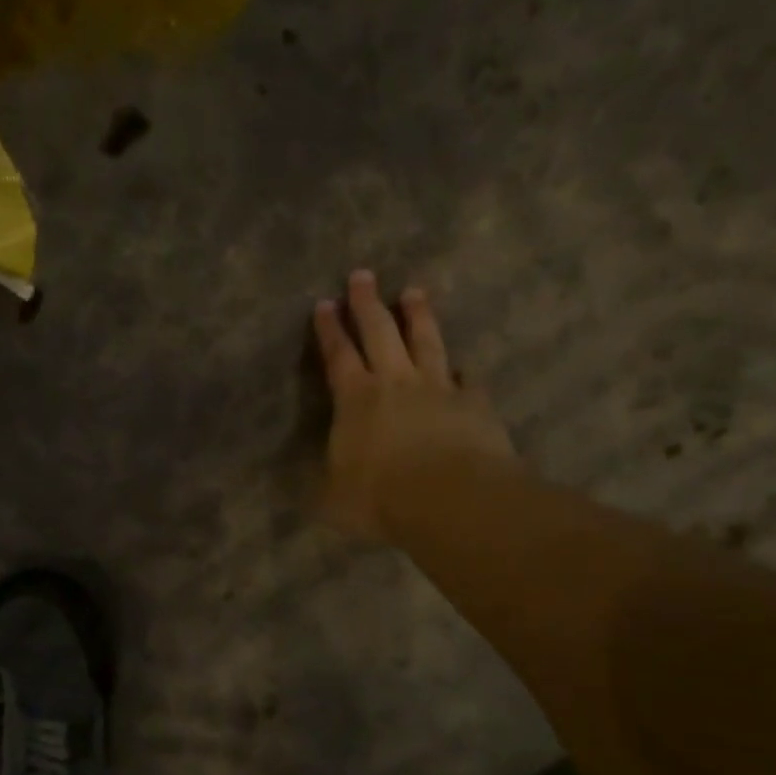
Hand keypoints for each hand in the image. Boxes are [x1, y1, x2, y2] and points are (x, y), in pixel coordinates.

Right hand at [313, 269, 515, 540]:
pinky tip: (465, 368)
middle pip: (380, 332)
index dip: (330, 330)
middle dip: (368, 303)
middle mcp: (396, 383)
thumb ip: (320, 481)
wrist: (450, 499)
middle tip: (362, 275)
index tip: (325, 303)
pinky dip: (463, 372)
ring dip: (418, 316)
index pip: (338, 355)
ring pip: (427, 342)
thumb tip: (301, 477)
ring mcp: (439, 389)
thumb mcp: (331, 498)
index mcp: (355, 400)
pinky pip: (468, 380)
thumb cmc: (380, 497)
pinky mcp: (474, 404)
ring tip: (414, 292)